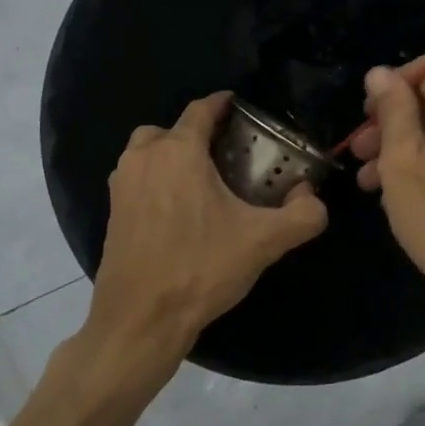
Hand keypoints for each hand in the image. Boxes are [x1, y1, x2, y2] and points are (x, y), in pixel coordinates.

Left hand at [85, 92, 327, 382]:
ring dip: (171, 157)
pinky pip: (136, 181)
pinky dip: (155, 182)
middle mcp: (144, 159)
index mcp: (179, 152)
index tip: (241, 109)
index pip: (201, 109)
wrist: (140, 321)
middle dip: (195, 133)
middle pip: (169, 129)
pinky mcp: (110, 214)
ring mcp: (121, 186)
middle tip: (225, 154)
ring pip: (147, 153)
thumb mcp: (265, 242)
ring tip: (203, 182)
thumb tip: (314, 198)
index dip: (223, 104)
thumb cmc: (201, 269)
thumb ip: (303, 215)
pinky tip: (180, 212)